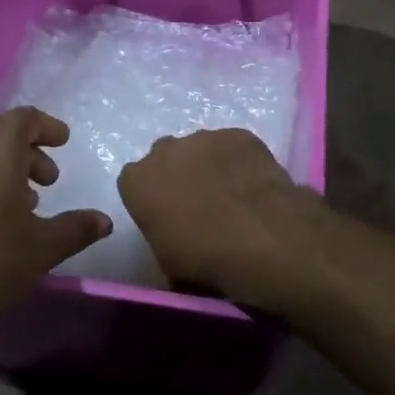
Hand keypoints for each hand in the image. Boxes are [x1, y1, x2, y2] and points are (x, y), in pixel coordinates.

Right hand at [118, 129, 314, 309]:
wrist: (259, 236)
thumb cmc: (203, 257)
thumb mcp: (166, 260)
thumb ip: (161, 234)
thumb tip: (175, 236)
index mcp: (137, 181)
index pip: (135, 182)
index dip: (152, 197)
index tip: (168, 215)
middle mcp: (165, 150)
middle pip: (166, 157)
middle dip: (178, 174)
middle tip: (200, 202)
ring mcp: (204, 137)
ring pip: (201, 148)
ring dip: (210, 166)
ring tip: (233, 195)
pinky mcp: (239, 134)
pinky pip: (234, 146)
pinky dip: (240, 161)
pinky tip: (254, 184)